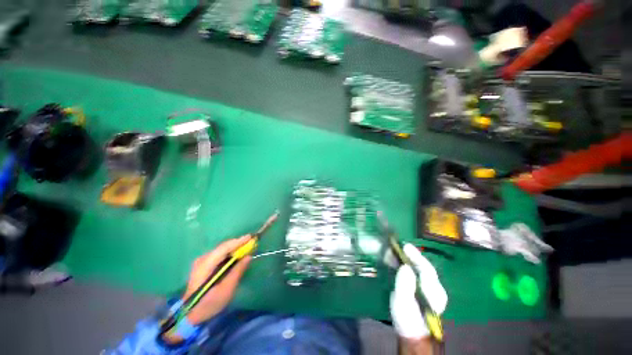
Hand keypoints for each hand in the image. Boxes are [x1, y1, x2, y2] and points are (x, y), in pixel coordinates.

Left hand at [184, 236, 252, 324]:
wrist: (191, 315)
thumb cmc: (209, 304)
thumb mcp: (226, 290)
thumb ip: (237, 271)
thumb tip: (248, 256)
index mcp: (205, 265)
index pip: (224, 248)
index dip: (238, 242)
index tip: (251, 237)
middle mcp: (202, 259)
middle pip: (222, 247)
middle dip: (237, 244)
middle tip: (251, 242)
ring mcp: (201, 262)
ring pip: (221, 249)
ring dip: (234, 248)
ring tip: (246, 247)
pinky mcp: (203, 265)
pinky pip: (219, 254)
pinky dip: (229, 253)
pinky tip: (236, 255)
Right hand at [390, 244, 447, 340]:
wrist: (412, 332)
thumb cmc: (407, 319)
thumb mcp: (404, 303)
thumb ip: (405, 286)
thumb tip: (405, 267)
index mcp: (434, 292)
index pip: (427, 270)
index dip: (416, 257)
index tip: (405, 246)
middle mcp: (434, 287)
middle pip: (423, 266)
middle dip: (411, 255)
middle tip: (398, 246)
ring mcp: (429, 286)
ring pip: (419, 267)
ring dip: (407, 257)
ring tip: (394, 250)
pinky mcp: (421, 286)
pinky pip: (415, 270)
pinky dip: (406, 263)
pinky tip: (397, 259)